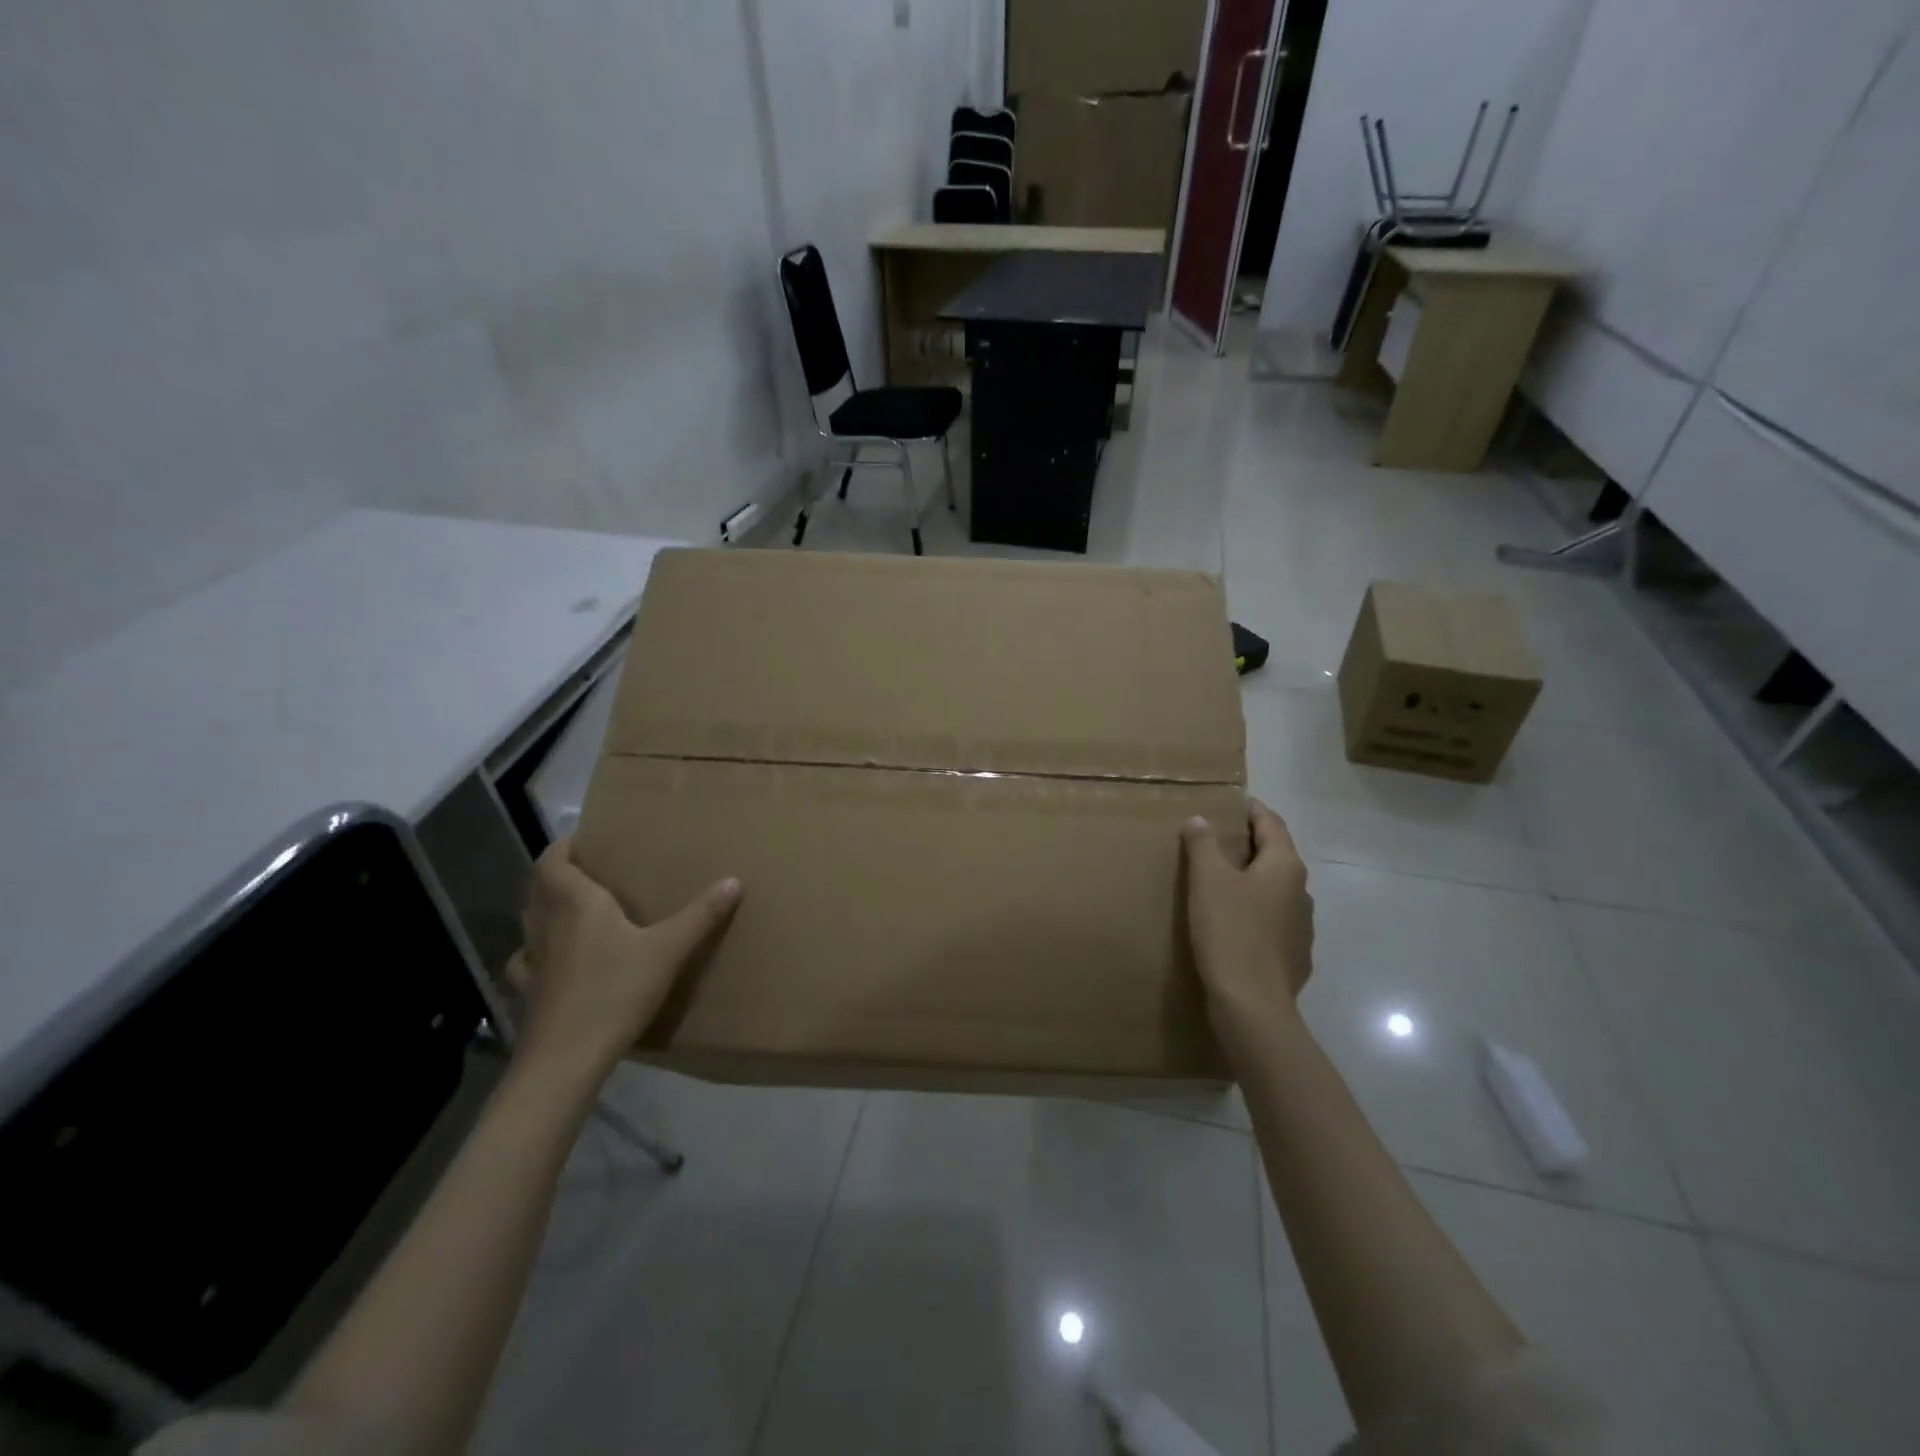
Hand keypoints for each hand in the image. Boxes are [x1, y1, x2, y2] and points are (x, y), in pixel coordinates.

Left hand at [507, 839, 741, 1086]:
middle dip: (560, 872)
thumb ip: (700, 915)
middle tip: (592, 869)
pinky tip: (554, 959)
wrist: (566, 1059)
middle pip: (539, 885)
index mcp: (575, 903)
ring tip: (577, 907)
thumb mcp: (668, 951)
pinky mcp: (528, 990)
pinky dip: (536, 950)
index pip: (553, 859)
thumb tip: (733, 880)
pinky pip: (526, 959)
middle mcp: (546, 923)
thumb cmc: (615, 992)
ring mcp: (531, 958)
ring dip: (547, 906)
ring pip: (531, 919)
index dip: (565, 845)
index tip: (588, 839)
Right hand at [1182, 798, 1313, 1042]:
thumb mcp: (1207, 879)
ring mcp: (1302, 927)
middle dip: (1251, 845)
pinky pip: (1274, 923)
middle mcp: (1302, 891)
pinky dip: (1256, 913)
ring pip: (1276, 891)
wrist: (1253, 1004)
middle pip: (1277, 856)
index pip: (1272, 824)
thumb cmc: (1230, 930)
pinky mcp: (1295, 957)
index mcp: (1284, 866)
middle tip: (1219, 839)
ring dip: (1254, 881)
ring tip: (1224, 882)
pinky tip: (1236, 924)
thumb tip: (1200, 820)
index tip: (1233, 802)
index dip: (1252, 809)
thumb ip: (1203, 844)